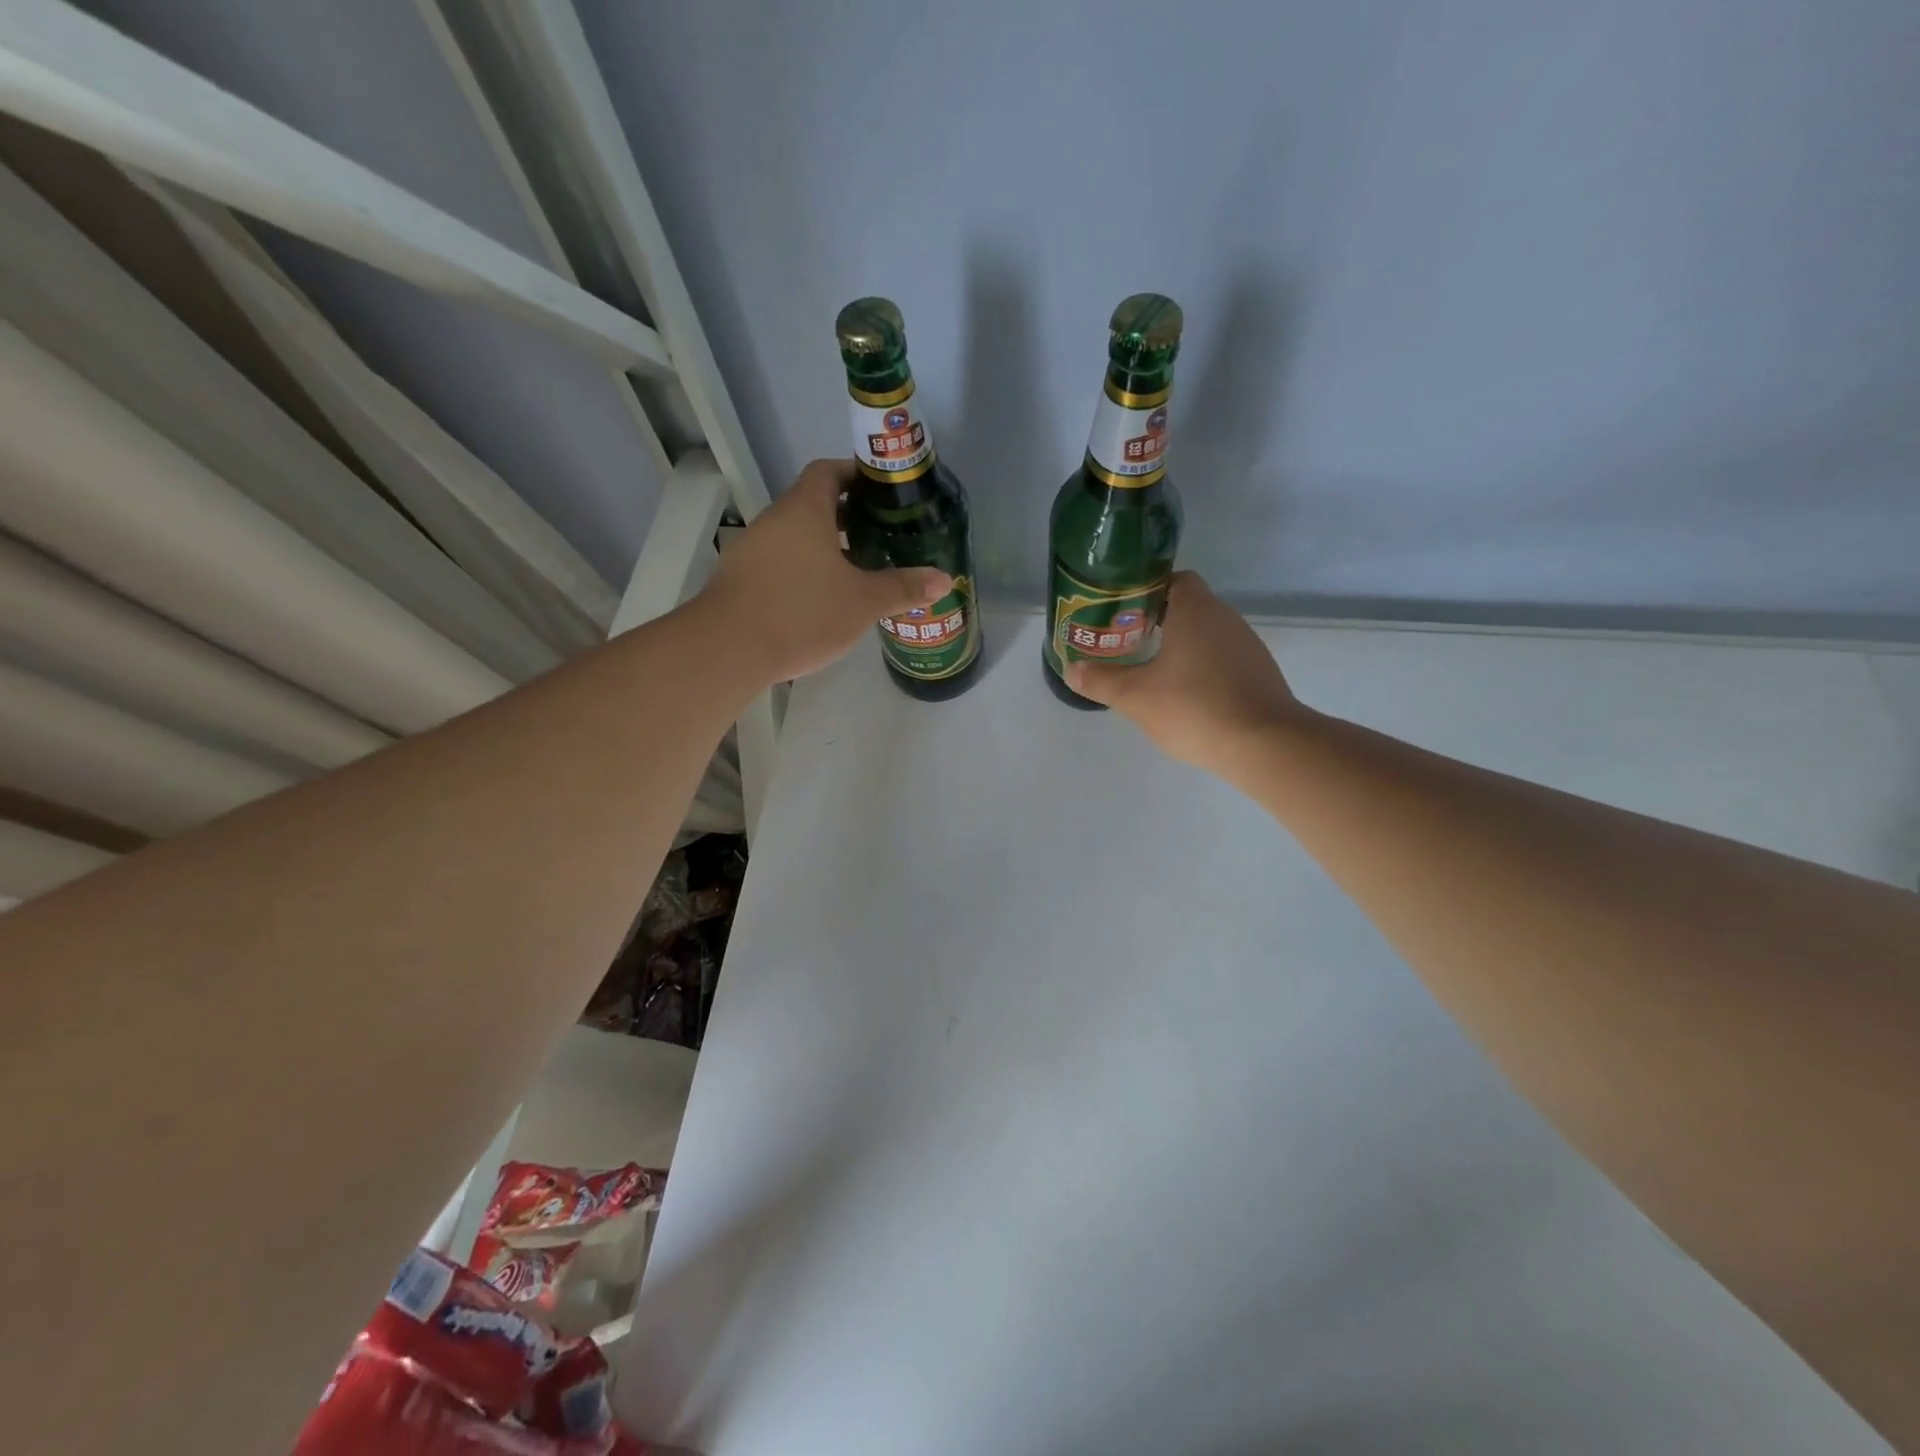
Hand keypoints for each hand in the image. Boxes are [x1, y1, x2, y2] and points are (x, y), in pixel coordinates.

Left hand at [700, 459, 952, 683]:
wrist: (728, 649)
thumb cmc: (802, 612)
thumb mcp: (862, 602)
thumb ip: (903, 588)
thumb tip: (945, 580)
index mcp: (804, 510)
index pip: (828, 471)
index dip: (855, 475)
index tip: (881, 492)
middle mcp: (775, 521)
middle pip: (812, 504)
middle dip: (846, 516)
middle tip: (880, 534)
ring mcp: (752, 550)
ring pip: (795, 536)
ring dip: (824, 546)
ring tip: (857, 569)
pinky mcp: (740, 579)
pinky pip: (780, 562)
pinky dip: (804, 569)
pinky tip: (822, 599)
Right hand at [1067, 572, 1304, 774]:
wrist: (1265, 745)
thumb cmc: (1195, 708)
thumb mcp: (1136, 697)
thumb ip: (1101, 681)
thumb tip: (1072, 669)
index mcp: (1195, 610)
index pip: (1173, 579)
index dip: (1146, 591)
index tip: (1122, 612)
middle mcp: (1225, 618)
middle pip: (1188, 606)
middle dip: (1156, 621)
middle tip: (1126, 642)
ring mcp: (1247, 645)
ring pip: (1206, 634)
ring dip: (1181, 646)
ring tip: (1151, 670)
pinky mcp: (1259, 673)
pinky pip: (1223, 659)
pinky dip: (1202, 668)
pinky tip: (1186, 695)